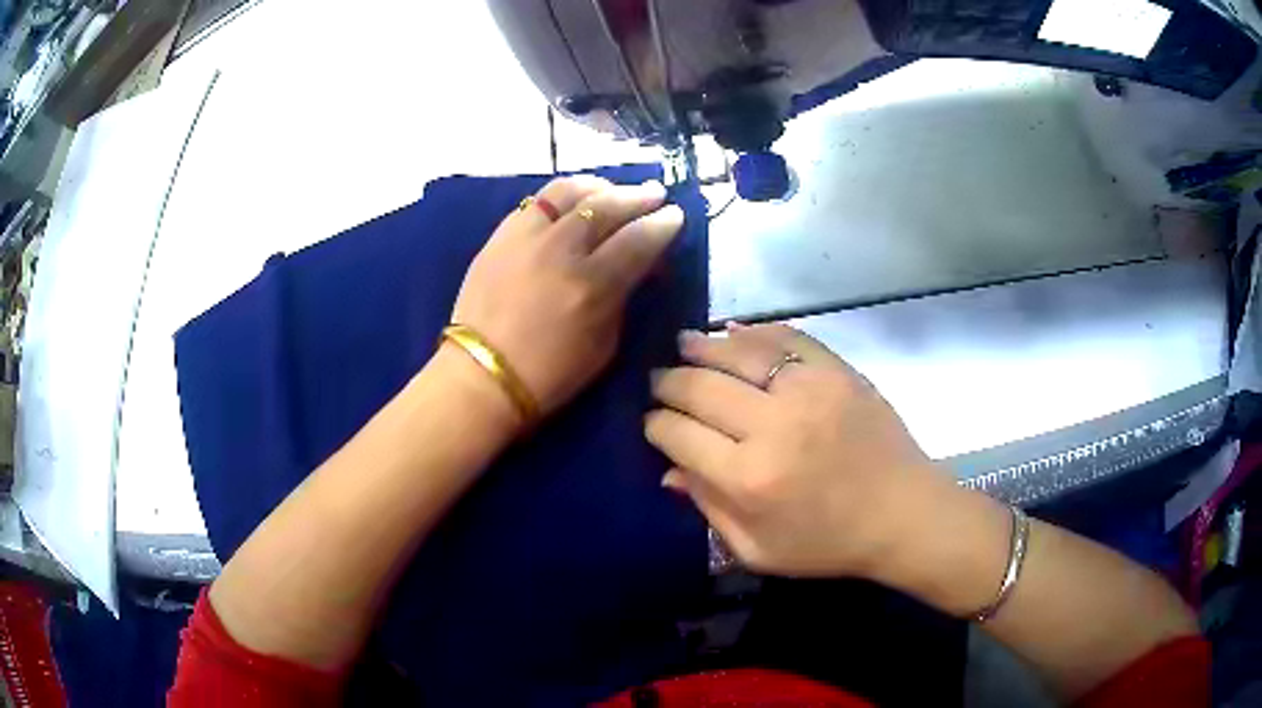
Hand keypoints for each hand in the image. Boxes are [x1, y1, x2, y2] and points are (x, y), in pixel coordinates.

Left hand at [452, 176, 683, 417]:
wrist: (482, 375)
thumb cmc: (549, 374)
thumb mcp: (604, 346)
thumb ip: (621, 298)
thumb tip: (634, 267)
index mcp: (592, 285)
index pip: (638, 239)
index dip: (663, 224)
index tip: (675, 215)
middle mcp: (561, 250)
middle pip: (607, 206)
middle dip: (638, 196)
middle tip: (654, 194)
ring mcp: (526, 237)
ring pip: (568, 192)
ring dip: (599, 186)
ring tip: (612, 189)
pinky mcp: (500, 236)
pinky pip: (536, 202)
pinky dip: (562, 196)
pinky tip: (572, 201)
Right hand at [645, 324, 954, 578]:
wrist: (902, 513)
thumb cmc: (828, 542)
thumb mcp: (758, 549)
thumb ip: (709, 508)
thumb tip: (669, 469)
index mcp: (748, 479)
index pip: (678, 435)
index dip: (657, 425)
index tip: (653, 422)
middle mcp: (772, 426)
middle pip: (699, 387)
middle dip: (670, 382)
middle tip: (660, 381)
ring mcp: (808, 390)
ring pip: (737, 352)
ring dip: (702, 346)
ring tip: (684, 344)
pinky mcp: (836, 370)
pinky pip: (785, 337)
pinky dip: (754, 331)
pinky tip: (734, 333)